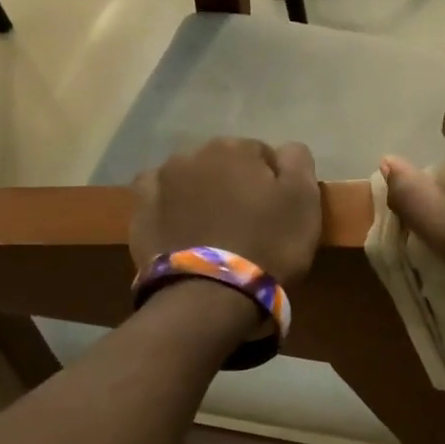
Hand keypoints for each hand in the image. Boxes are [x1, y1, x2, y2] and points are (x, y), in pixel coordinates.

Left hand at [128, 138, 321, 285]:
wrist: (211, 295)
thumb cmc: (268, 244)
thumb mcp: (304, 199)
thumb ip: (298, 161)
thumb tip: (286, 150)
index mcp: (234, 149)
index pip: (262, 155)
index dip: (274, 183)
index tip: (280, 211)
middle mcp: (192, 155)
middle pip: (224, 165)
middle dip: (235, 186)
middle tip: (250, 223)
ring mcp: (160, 183)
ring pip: (190, 181)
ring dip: (203, 195)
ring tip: (215, 231)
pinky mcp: (140, 214)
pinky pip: (160, 201)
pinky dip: (171, 209)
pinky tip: (182, 228)